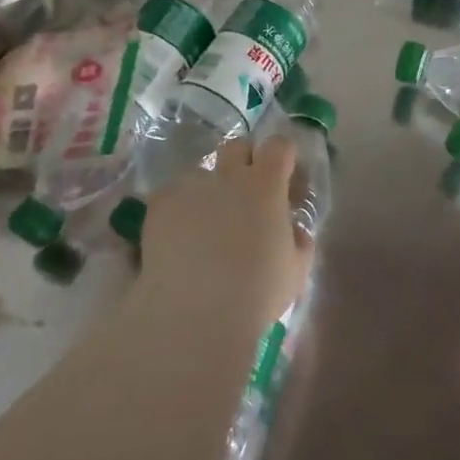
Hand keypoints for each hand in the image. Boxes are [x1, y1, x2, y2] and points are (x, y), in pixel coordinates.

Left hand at [138, 134, 313, 336]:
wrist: (194, 314)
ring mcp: (191, 186)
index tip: (284, 180)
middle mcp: (229, 175)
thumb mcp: (295, 271)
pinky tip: (177, 240)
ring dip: (208, 190)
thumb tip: (292, 228)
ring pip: (202, 173)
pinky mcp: (160, 204)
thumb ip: (298, 240)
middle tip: (246, 195)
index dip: (283, 158)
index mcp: (266, 184)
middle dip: (244, 161)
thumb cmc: (255, 294)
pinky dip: (177, 210)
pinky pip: (171, 195)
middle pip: (238, 146)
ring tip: (204, 226)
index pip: (279, 146)